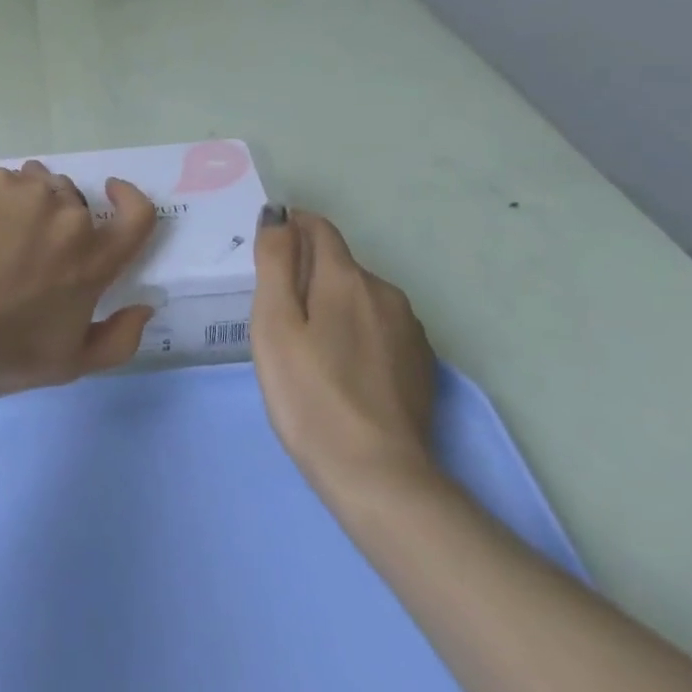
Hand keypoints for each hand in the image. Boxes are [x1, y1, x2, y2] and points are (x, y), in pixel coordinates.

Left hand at [0, 161, 158, 396]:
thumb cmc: (2, 353)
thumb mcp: (69, 365)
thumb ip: (118, 341)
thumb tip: (145, 308)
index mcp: (94, 260)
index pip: (136, 216)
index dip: (130, 199)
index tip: (112, 190)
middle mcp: (69, 218)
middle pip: (73, 201)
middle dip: (56, 218)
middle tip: (24, 248)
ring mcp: (27, 193)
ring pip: (36, 184)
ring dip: (25, 203)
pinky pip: (0, 181)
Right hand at [251, 207, 437, 498]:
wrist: (378, 477)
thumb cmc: (310, 396)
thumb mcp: (274, 325)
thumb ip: (275, 262)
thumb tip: (279, 214)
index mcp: (347, 278)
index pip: (319, 228)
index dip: (292, 228)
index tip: (269, 253)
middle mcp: (385, 292)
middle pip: (339, 264)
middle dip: (308, 273)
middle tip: (279, 316)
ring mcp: (409, 329)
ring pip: (361, 297)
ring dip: (334, 304)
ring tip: (310, 348)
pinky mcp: (421, 364)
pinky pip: (381, 327)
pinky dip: (357, 332)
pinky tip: (343, 372)